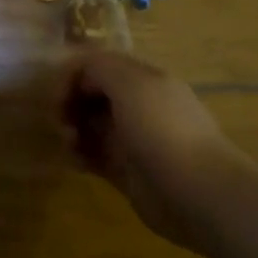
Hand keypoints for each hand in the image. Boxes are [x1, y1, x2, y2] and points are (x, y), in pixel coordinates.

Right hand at [60, 49, 255, 249]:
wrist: (197, 192)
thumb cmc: (162, 129)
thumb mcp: (130, 83)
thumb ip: (99, 67)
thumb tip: (80, 75)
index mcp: (143, 79)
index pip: (100, 65)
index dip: (75, 74)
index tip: (60, 93)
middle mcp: (138, 105)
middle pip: (93, 94)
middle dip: (71, 102)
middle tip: (60, 119)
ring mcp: (132, 139)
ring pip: (90, 125)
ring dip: (72, 129)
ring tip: (69, 142)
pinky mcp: (126, 171)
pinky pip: (94, 155)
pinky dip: (80, 155)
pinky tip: (76, 161)